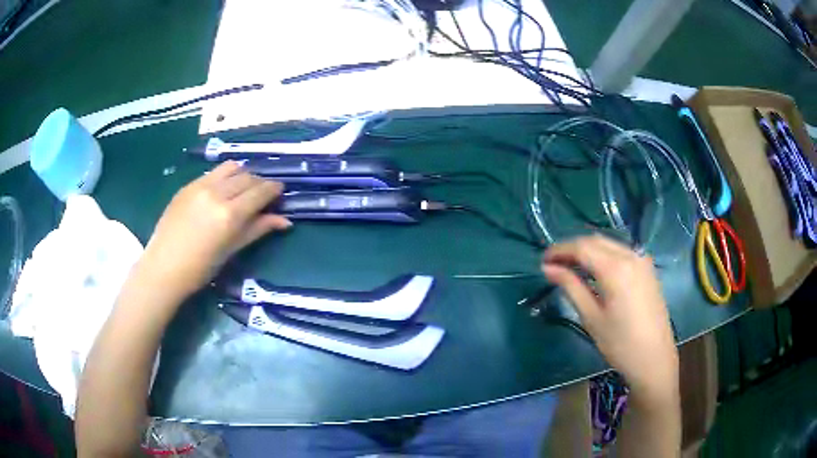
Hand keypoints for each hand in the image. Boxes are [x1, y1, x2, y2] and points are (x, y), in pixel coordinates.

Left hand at [141, 161, 290, 297]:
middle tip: (262, 196)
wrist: (163, 267)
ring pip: (231, 167)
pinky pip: (213, 173)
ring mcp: (200, 186)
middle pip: (248, 176)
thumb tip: (285, 221)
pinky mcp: (188, 185)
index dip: (274, 189)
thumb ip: (258, 229)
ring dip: (242, 175)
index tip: (280, 192)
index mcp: (229, 214)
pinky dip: (224, 177)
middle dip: (259, 183)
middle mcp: (216, 193)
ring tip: (241, 190)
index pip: (260, 191)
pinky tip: (221, 192)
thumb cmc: (200, 268)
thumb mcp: (231, 250)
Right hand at [541, 235, 677, 397]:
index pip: (582, 247)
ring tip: (570, 267)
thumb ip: (571, 287)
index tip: (543, 261)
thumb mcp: (591, 317)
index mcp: (616, 268)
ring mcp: (642, 260)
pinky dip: (604, 255)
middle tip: (553, 264)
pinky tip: (595, 271)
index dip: (559, 250)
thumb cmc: (620, 343)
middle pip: (595, 241)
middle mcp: (631, 256)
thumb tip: (548, 268)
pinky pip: (621, 252)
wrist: (654, 358)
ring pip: (609, 244)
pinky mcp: (648, 269)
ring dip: (588, 250)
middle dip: (572, 248)